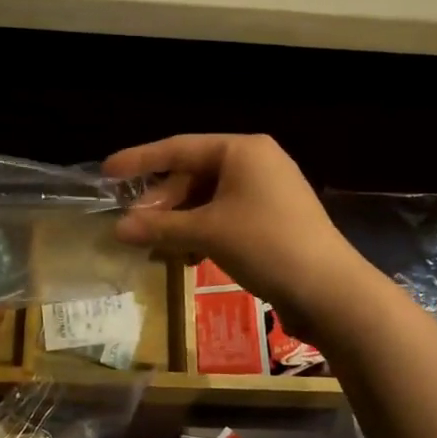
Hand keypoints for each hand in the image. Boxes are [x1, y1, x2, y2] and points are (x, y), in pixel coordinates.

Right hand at [104, 134, 368, 337]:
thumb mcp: (208, 233)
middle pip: (194, 174)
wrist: (329, 289)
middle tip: (134, 226)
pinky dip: (203, 232)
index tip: (107, 172)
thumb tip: (117, 228)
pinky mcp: (274, 219)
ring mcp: (268, 191)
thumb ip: (160, 227)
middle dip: (162, 202)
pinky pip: (226, 216)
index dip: (140, 160)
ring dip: (181, 222)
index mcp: (242, 150)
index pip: (179, 148)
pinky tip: (189, 257)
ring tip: (157, 247)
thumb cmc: (265, 244)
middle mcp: (256, 162)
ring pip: (209, 199)